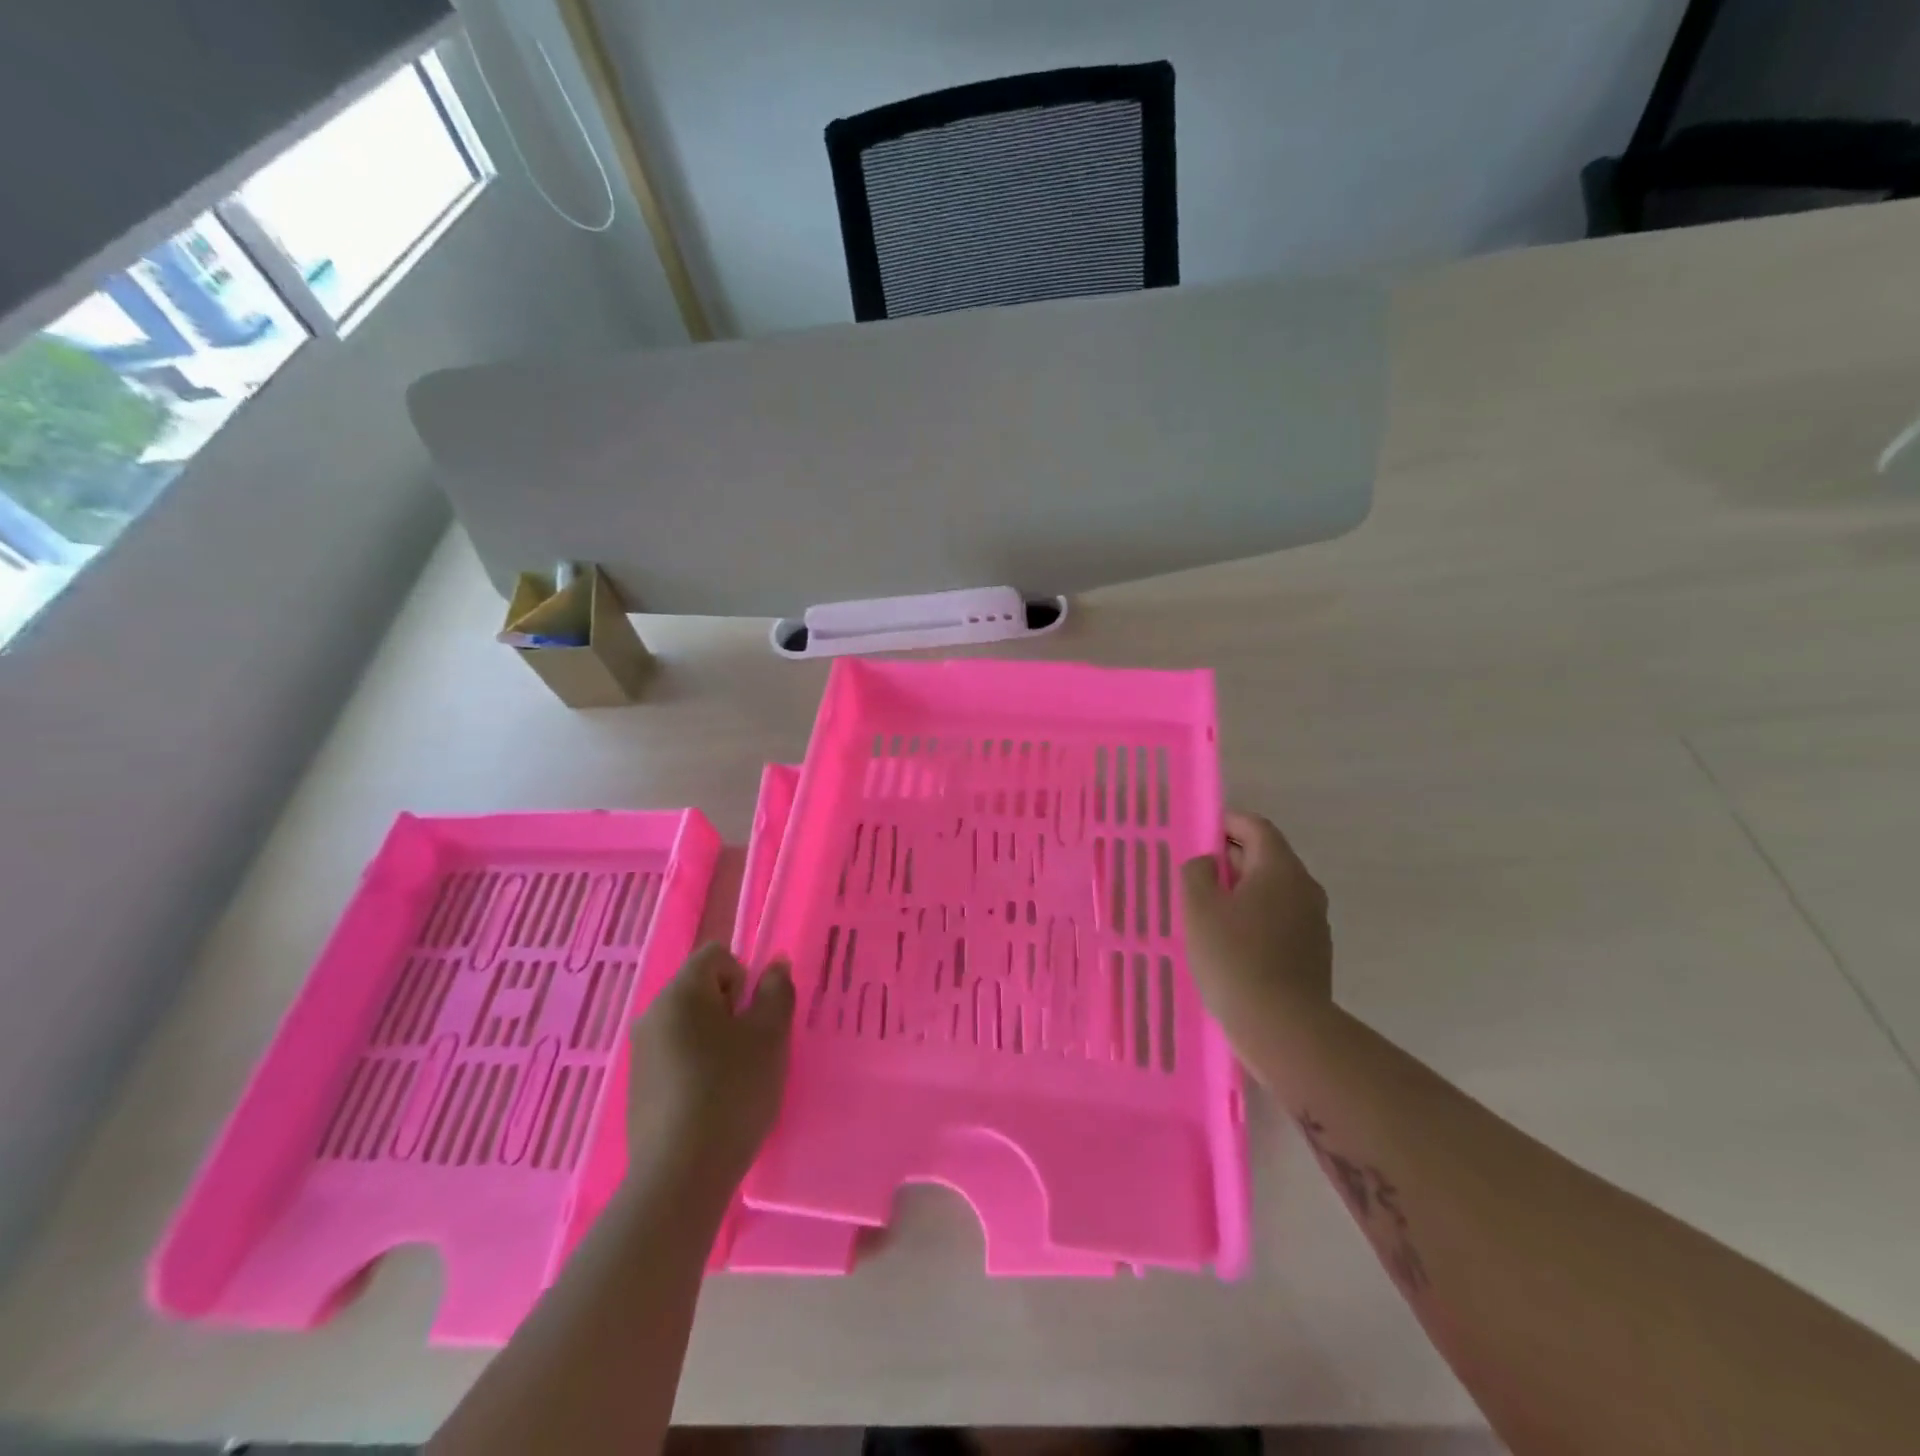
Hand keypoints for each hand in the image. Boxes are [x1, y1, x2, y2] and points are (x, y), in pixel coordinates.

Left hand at [627, 944, 794, 1187]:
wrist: (681, 1175)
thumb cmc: (732, 1091)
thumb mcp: (771, 1036)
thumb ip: (777, 991)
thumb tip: (775, 964)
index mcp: (681, 992)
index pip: (716, 955)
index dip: (743, 977)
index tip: (754, 1017)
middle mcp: (653, 1014)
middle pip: (700, 989)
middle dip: (731, 1010)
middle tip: (751, 1049)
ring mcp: (640, 1053)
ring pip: (689, 1025)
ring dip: (715, 1039)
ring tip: (734, 1080)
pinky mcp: (637, 1088)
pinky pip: (675, 1057)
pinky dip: (696, 1067)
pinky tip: (711, 1103)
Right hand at [1181, 811, 1332, 1037]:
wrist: (1282, 1026)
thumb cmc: (1234, 957)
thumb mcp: (1199, 907)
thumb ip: (1197, 872)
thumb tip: (1208, 863)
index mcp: (1279, 868)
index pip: (1255, 827)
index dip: (1227, 823)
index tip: (1200, 833)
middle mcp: (1304, 887)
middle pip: (1267, 857)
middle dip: (1231, 859)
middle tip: (1196, 875)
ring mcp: (1314, 921)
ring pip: (1274, 891)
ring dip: (1243, 891)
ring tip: (1208, 911)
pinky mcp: (1314, 952)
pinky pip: (1280, 919)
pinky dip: (1256, 918)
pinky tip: (1231, 942)